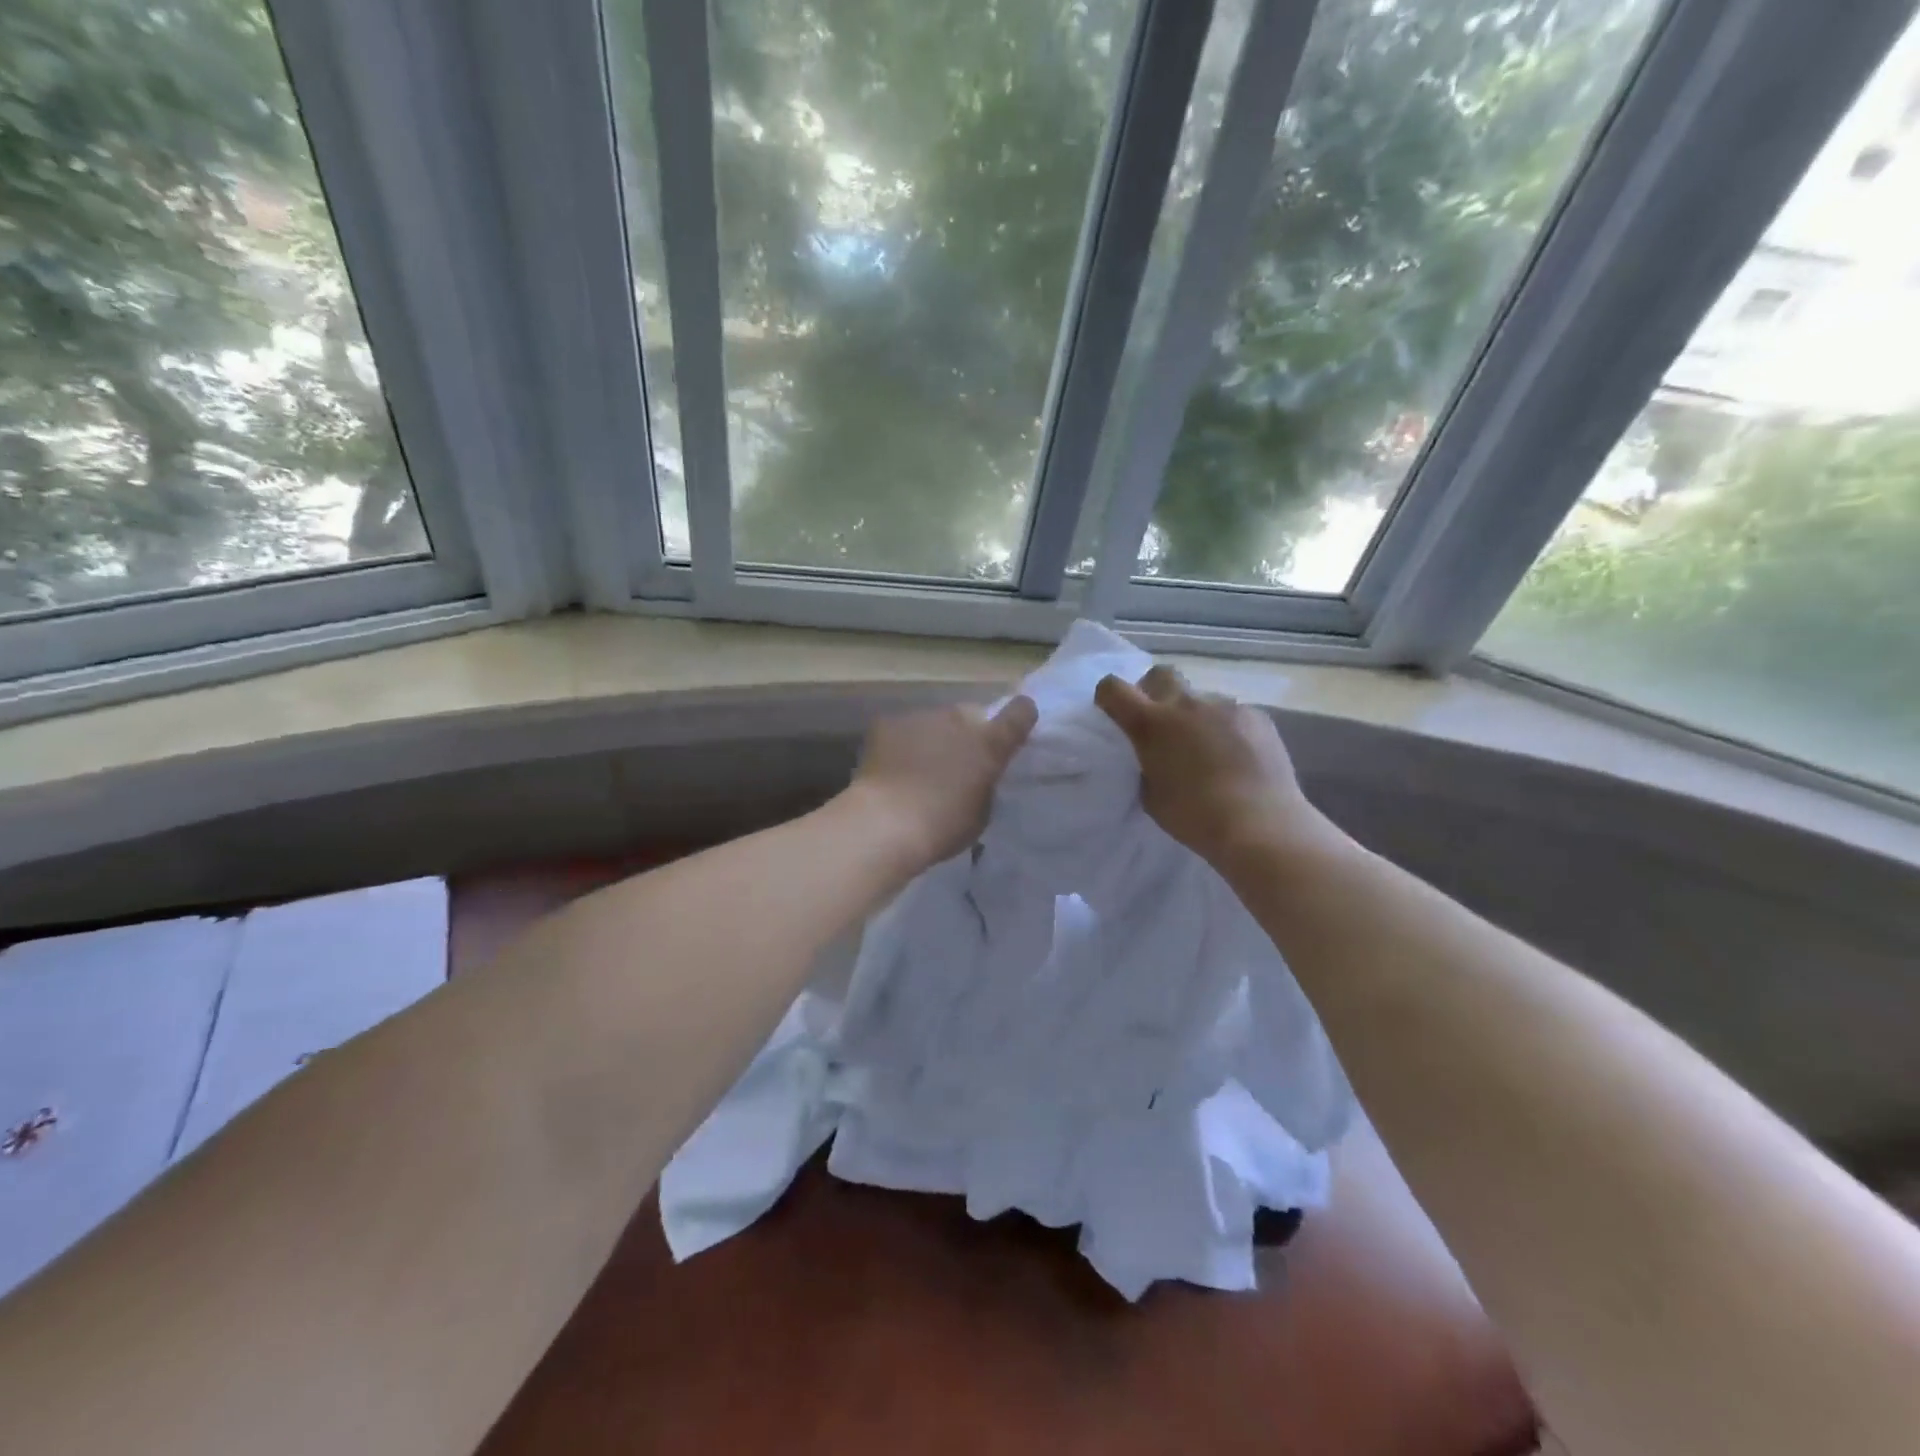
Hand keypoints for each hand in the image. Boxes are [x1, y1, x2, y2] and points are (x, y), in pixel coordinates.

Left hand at [846, 696, 1038, 870]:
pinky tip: (893, 768)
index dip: (1020, 717)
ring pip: (935, 721)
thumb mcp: (981, 812)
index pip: (1019, 713)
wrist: (886, 824)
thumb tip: (977, 776)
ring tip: (919, 767)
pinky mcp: (887, 723)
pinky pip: (903, 729)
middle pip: (970, 716)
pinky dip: (902, 743)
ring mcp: (921, 717)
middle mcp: (958, 720)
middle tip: (956, 762)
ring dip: (934, 737)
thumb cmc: (942, 827)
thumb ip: (985, 785)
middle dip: (967, 733)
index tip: (1014, 728)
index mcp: (989, 744)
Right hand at [1095, 665, 1342, 868]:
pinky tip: (1238, 758)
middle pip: (1161, 674)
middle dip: (1155, 691)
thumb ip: (1147, 766)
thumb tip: (1157, 756)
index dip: (1109, 697)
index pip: (1113, 688)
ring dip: (1197, 717)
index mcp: (1151, 724)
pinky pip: (1233, 715)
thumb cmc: (1194, 817)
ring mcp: (1225, 706)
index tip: (1115, 714)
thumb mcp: (1151, 796)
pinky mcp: (1257, 716)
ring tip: (1209, 751)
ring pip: (1201, 699)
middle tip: (1162, 723)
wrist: (1260, 825)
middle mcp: (1186, 704)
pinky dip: (1228, 730)